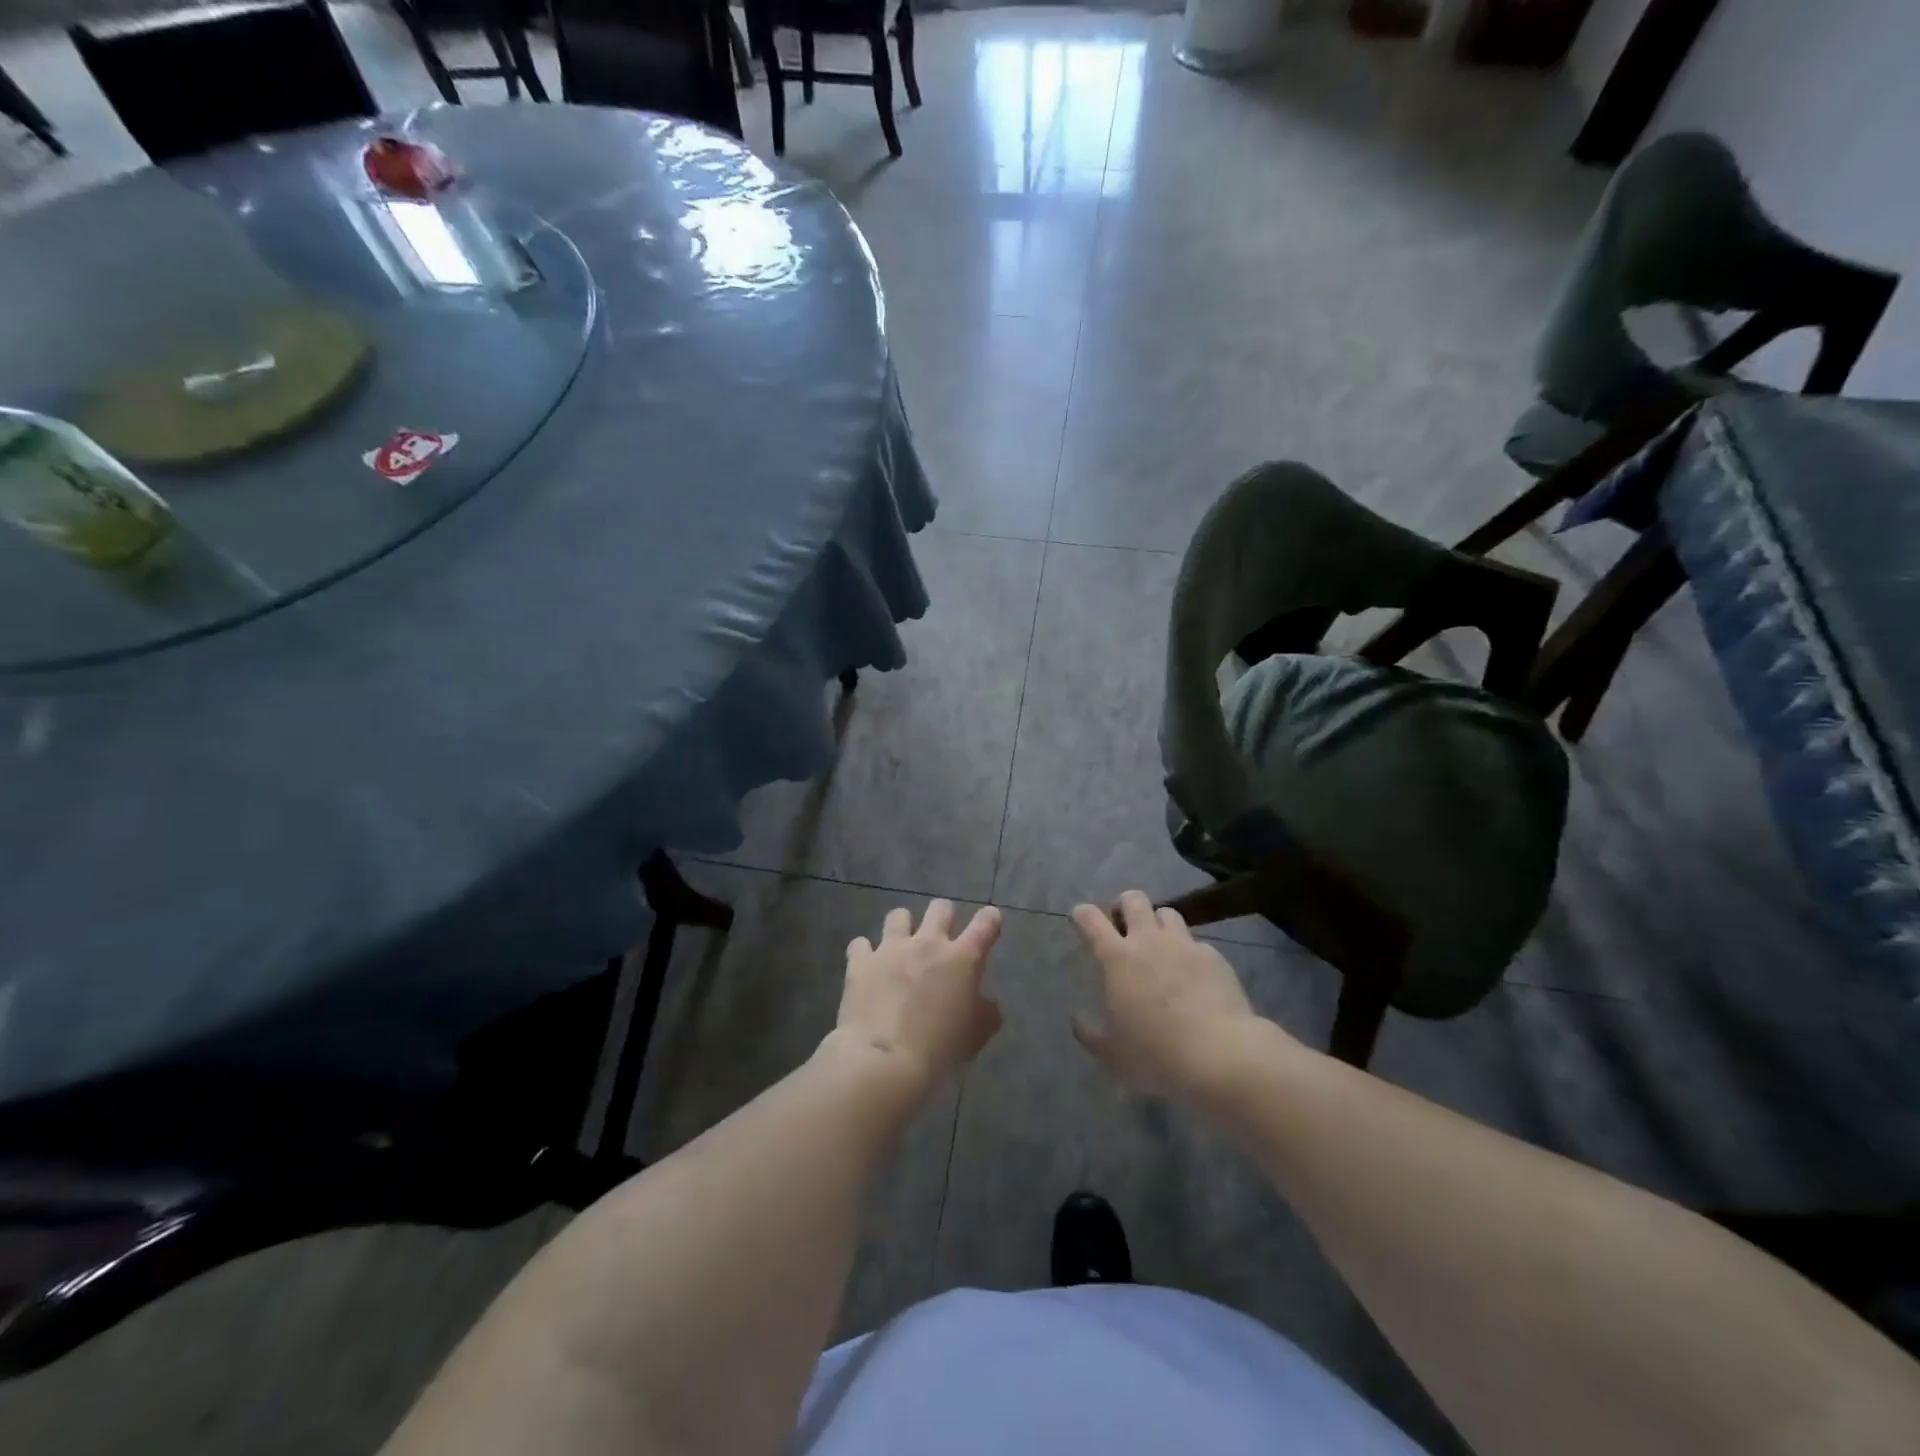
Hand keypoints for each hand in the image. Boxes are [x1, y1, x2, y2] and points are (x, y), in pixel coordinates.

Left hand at [827, 899, 1003, 1102]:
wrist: (883, 1062)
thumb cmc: (939, 1051)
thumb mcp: (975, 1036)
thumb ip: (985, 1013)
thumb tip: (985, 1003)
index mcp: (962, 959)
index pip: (986, 923)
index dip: (990, 920)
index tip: (989, 923)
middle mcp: (928, 943)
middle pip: (941, 907)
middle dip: (944, 917)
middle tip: (942, 938)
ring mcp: (891, 948)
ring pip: (899, 915)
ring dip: (903, 928)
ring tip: (901, 948)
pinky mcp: (861, 962)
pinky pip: (861, 944)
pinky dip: (865, 953)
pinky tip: (868, 967)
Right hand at [1069, 891, 1281, 1100]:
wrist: (1220, 1054)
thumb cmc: (1157, 1053)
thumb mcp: (1112, 1054)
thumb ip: (1089, 1034)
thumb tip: (1076, 1021)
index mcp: (1117, 958)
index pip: (1091, 919)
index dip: (1083, 914)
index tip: (1080, 918)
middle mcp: (1149, 940)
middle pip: (1133, 899)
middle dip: (1125, 906)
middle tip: (1124, 927)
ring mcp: (1184, 945)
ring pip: (1167, 913)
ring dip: (1158, 923)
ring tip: (1160, 946)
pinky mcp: (1214, 956)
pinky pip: (1196, 943)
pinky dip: (1189, 953)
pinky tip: (1194, 976)